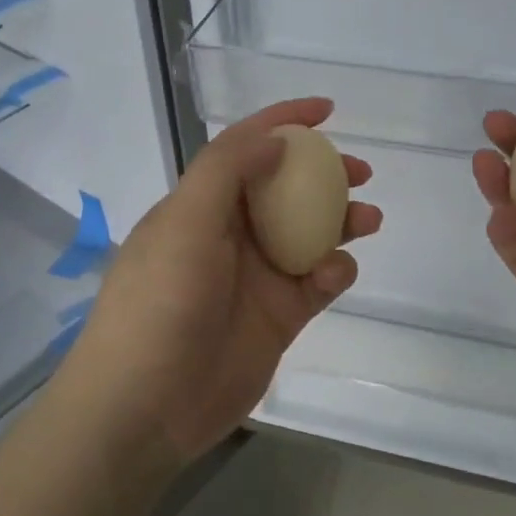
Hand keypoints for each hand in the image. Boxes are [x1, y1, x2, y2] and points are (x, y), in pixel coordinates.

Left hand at [61, 100, 381, 463]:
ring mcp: (256, 276)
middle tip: (361, 171)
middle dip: (324, 173)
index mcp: (199, 206)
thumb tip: (274, 141)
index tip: (327, 110)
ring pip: (309, 233)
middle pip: (285, 188)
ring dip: (341, 221)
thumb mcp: (184, 224)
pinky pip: (317, 282)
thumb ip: (226, 172)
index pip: (244, 148)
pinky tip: (336, 273)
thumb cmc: (159, 304)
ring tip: (369, 219)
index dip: (283, 122)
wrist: (147, 405)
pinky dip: (334, 271)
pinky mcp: (279, 316)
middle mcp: (229, 234)